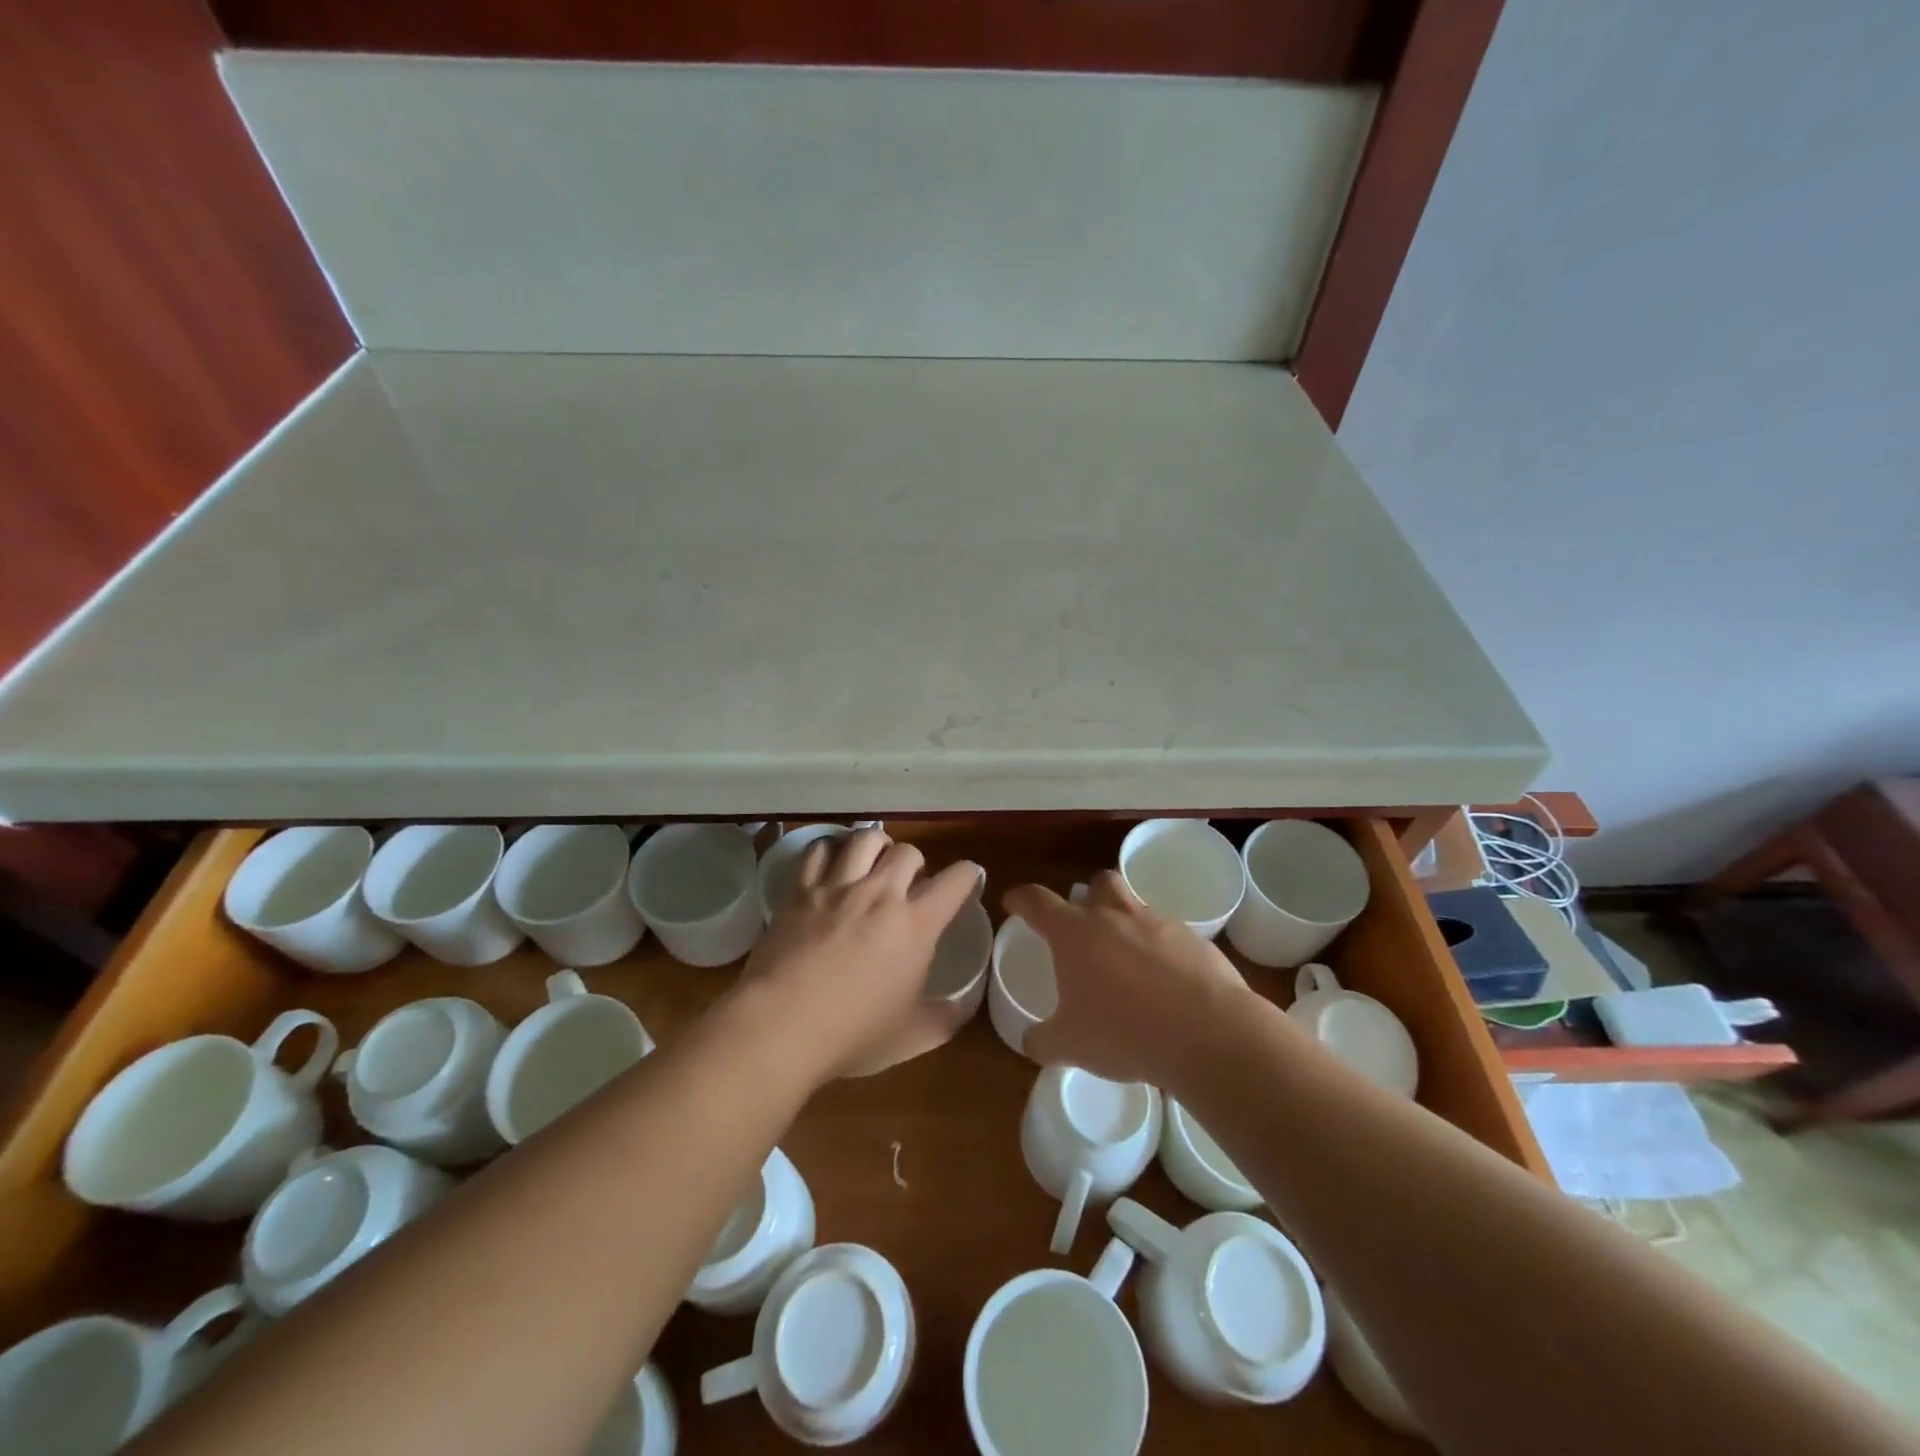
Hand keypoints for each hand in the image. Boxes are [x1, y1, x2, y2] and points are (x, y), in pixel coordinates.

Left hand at [741, 828, 982, 1080]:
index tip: (967, 879)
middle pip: (908, 851)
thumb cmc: (852, 1034)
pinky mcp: (800, 891)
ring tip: (872, 862)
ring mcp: (837, 888)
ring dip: (876, 846)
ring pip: (865, 839)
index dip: (968, 875)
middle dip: (916, 862)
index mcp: (915, 925)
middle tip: (910, 882)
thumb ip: (943, 1019)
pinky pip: (818, 850)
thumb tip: (961, 1010)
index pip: (955, 881)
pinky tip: (830, 866)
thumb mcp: (910, 1037)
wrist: (780, 1027)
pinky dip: (829, 851)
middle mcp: (880, 894)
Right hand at [1003, 871, 1255, 1086]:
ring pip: (1137, 907)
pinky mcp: (1195, 940)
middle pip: (1099, 883)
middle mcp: (1114, 916)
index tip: (1013, 902)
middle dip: (1089, 896)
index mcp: (1074, 933)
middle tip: (1085, 925)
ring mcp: (1158, 924)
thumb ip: (1044, 1040)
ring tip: (1128, 961)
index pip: (1037, 901)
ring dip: (1128, 924)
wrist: (1206, 1032)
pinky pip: (1171, 936)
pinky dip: (1163, 951)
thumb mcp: (1070, 1046)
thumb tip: (1032, 1040)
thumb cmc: (1123, 1032)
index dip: (1021, 898)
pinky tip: (1166, 984)